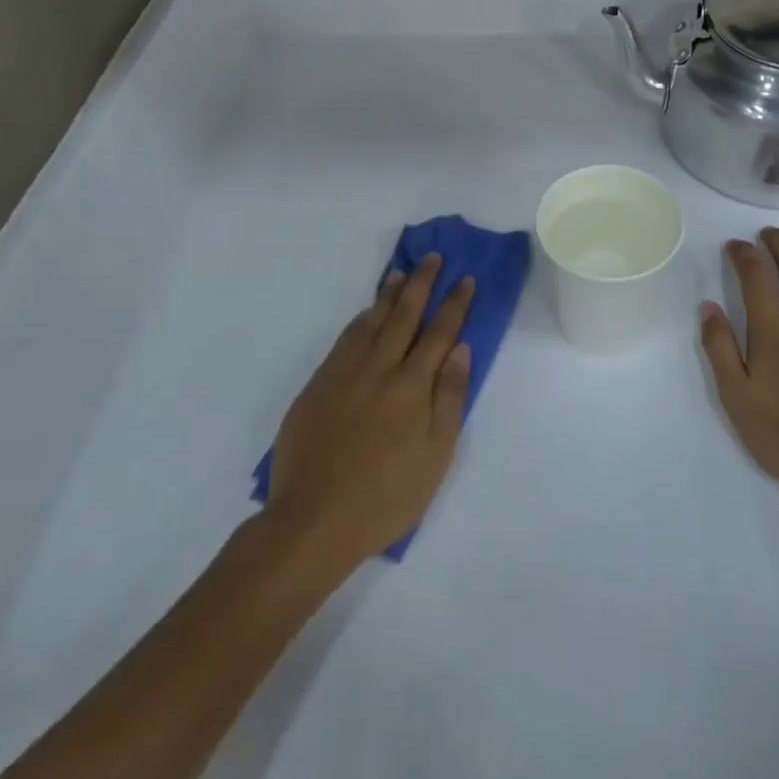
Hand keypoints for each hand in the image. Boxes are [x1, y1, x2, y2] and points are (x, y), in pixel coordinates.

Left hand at [268, 255, 475, 568]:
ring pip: (371, 322)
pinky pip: (344, 339)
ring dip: (388, 294)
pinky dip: (360, 320)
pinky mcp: (318, 385)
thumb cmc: (386, 497)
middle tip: (433, 258)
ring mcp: (345, 374)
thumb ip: (449, 398)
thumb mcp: (435, 456)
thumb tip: (461, 350)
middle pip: (404, 316)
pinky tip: (366, 313)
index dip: (454, 304)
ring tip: (400, 273)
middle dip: (422, 284)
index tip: (465, 279)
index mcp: (412, 386)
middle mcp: (379, 369)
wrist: (313, 520)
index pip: (440, 333)